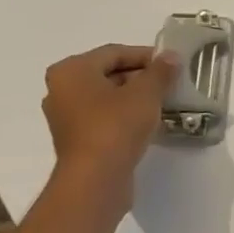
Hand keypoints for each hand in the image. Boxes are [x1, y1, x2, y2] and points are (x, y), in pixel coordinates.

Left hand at [41, 44, 178, 218]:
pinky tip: (149, 122)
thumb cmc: (116, 126)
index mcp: (71, 71)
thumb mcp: (145, 93)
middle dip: (141, 77)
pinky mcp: (77, 140)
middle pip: (108, 74)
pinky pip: (104, 118)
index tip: (172, 64)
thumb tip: (171, 56)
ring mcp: (66, 117)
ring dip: (135, 97)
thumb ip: (160, 71)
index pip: (114, 53)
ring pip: (107, 97)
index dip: (146, 56)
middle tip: (170, 83)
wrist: (96, 180)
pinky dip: (125, 116)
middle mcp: (61, 90)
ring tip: (164, 101)